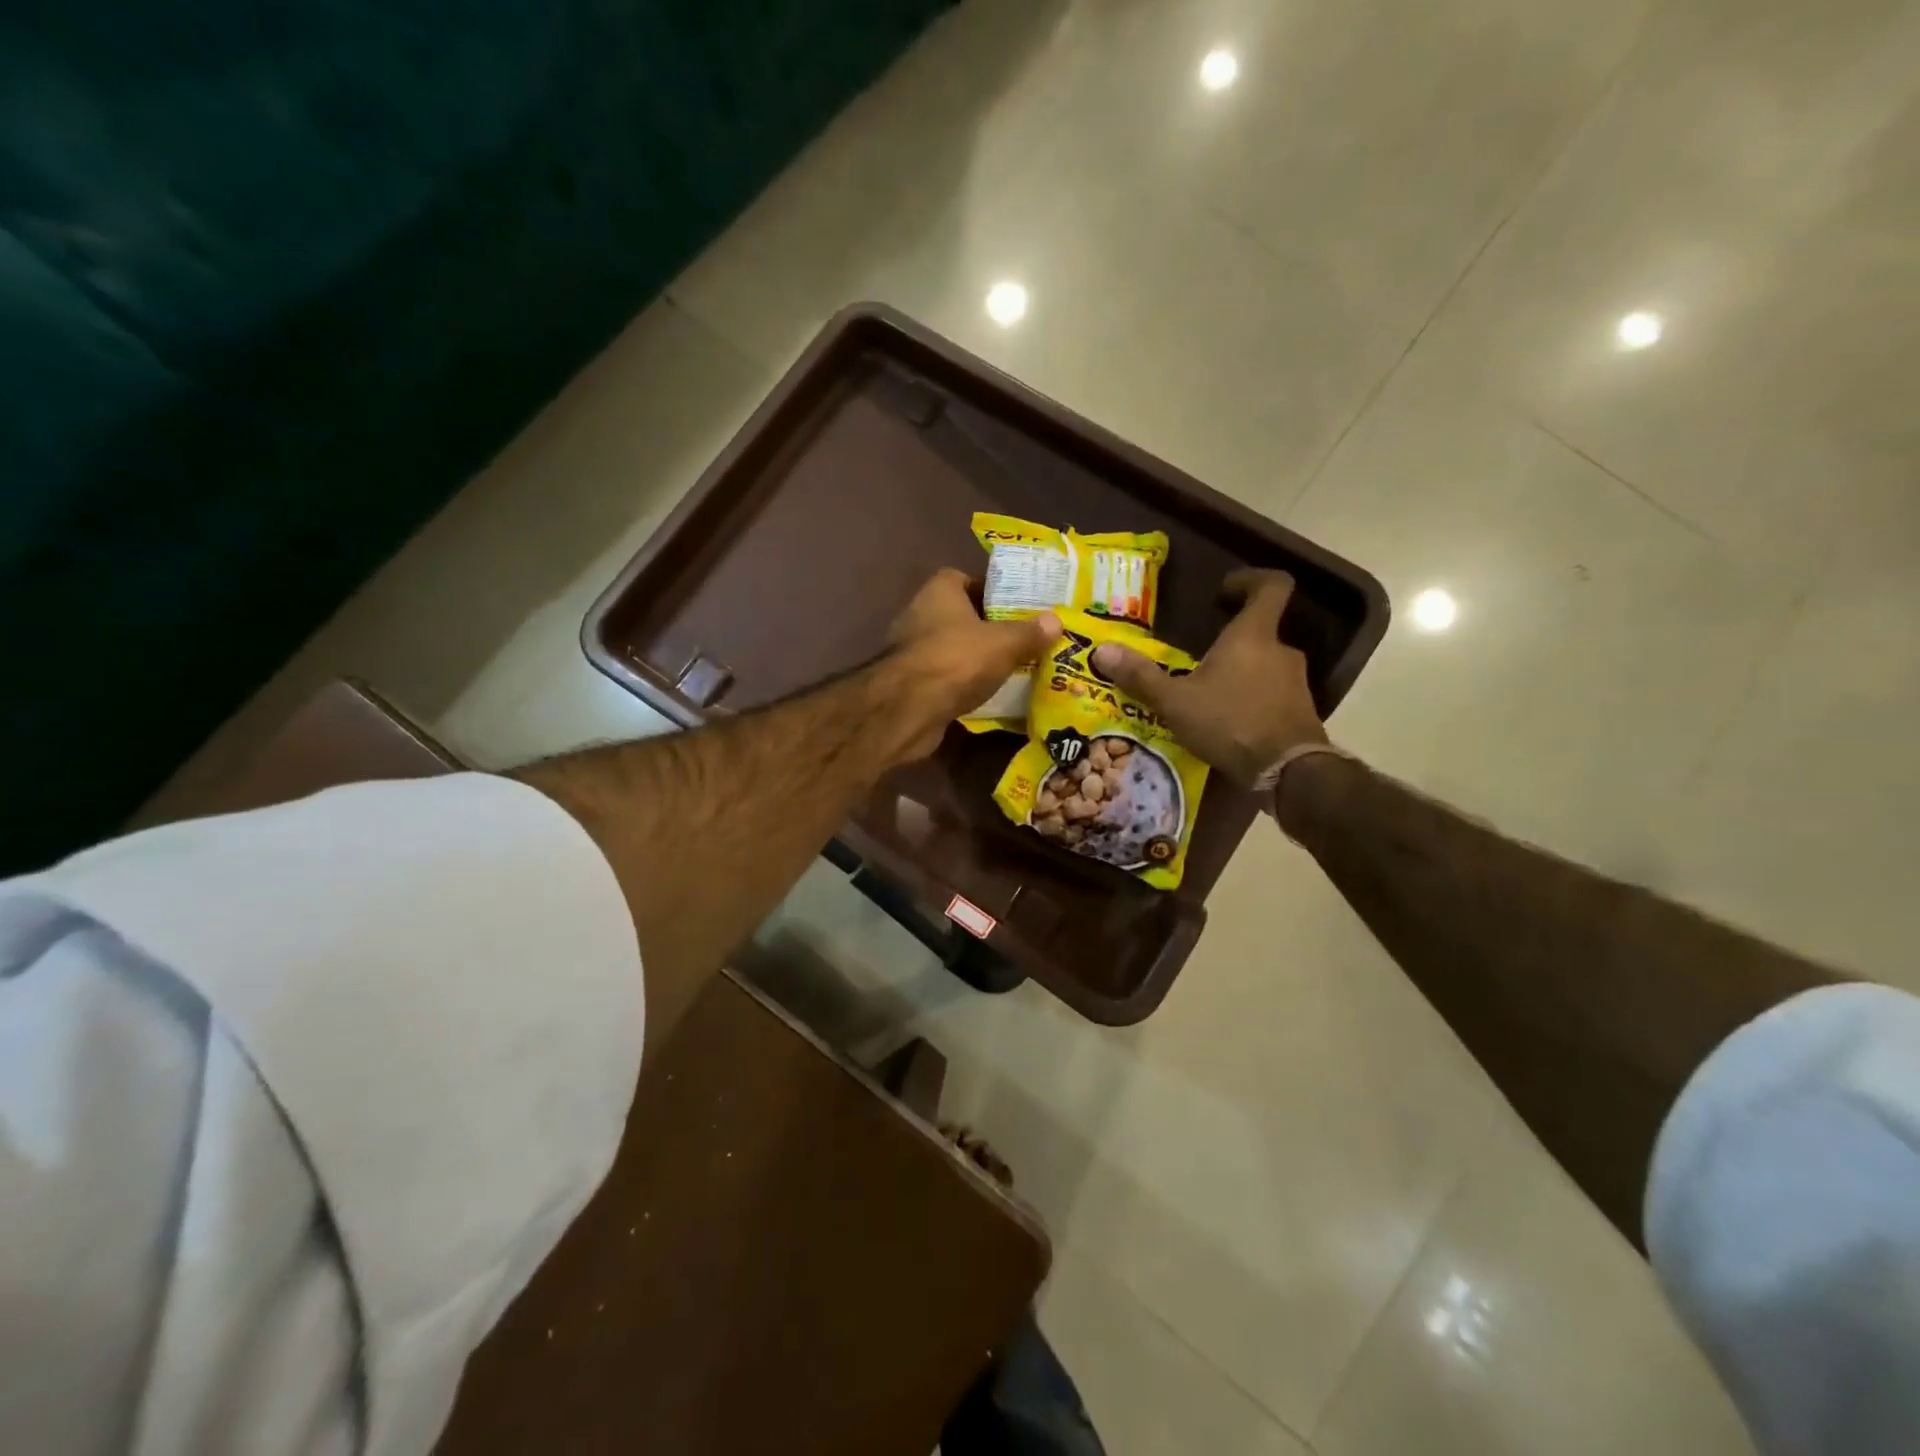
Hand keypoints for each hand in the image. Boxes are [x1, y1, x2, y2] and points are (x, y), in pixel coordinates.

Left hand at [887, 569, 1059, 760]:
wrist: (909, 709)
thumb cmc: (957, 660)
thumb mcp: (1004, 643)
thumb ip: (1030, 632)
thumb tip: (1056, 621)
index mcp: (939, 592)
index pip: (964, 579)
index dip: (990, 590)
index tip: (1017, 605)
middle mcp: (920, 615)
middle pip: (961, 615)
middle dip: (989, 627)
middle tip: (1023, 638)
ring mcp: (912, 651)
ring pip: (954, 649)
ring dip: (977, 658)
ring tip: (1013, 667)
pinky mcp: (911, 684)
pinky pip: (946, 678)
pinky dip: (964, 684)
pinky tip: (990, 695)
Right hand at [1090, 569, 1326, 787]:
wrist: (1287, 772)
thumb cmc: (1230, 722)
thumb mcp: (1175, 701)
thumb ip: (1141, 676)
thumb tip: (1101, 651)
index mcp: (1253, 635)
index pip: (1272, 586)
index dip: (1251, 579)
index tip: (1225, 590)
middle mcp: (1281, 651)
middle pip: (1261, 631)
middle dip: (1231, 641)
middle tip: (1197, 657)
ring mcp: (1296, 683)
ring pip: (1264, 666)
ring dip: (1239, 673)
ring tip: (1206, 694)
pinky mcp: (1300, 712)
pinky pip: (1271, 695)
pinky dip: (1250, 700)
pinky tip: (1225, 723)